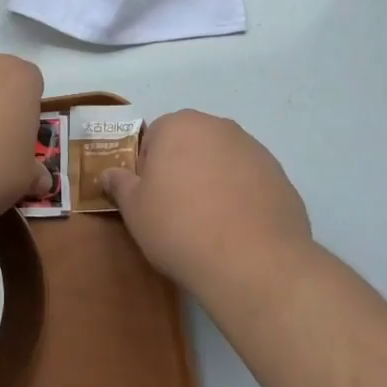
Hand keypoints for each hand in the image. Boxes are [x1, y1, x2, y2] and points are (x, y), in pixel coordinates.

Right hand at [101, 110, 312, 299]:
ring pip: (221, 161)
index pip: (153, 138)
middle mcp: (218, 126)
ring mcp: (253, 148)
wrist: (253, 261)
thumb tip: (107, 173)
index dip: (148, 170)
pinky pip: (249, 181)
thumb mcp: (135, 210)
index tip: (151, 200)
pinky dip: (241, 197)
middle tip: (177, 212)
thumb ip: (119, 184)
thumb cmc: (180, 227)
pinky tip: (238, 230)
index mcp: (179, 125)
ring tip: (210, 225)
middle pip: (190, 144)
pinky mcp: (278, 174)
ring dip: (213, 181)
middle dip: (182, 170)